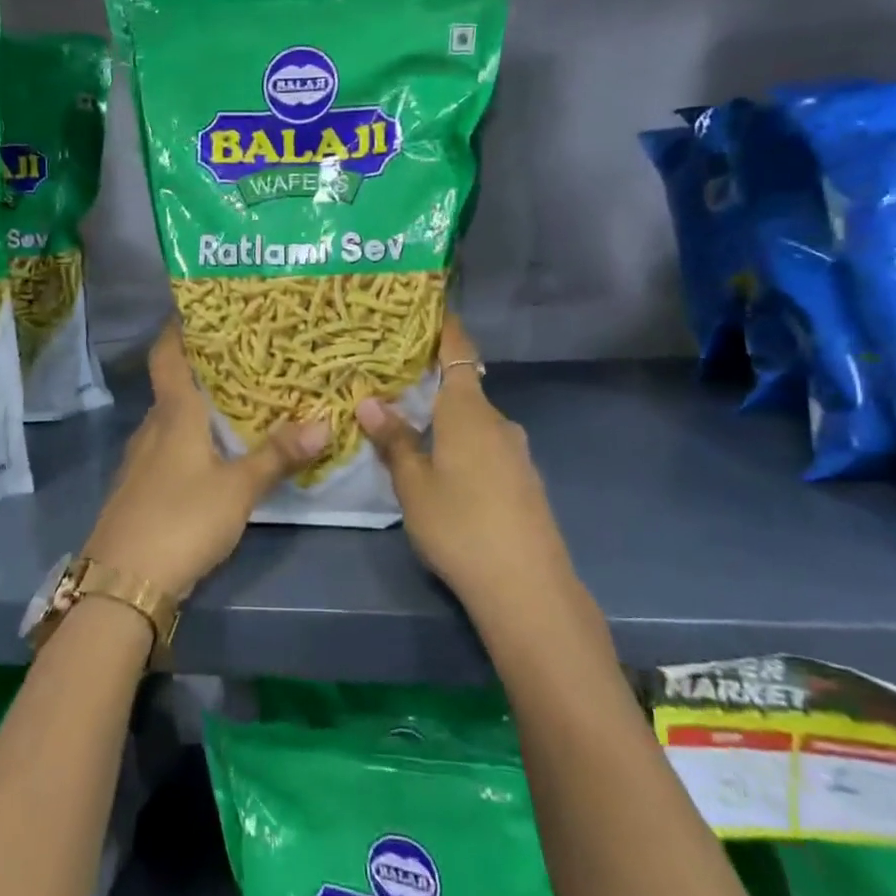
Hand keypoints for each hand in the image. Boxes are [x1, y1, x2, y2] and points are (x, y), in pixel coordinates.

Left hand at [83, 322, 326, 596]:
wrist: (122, 583)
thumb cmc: (180, 521)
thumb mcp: (238, 489)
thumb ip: (277, 456)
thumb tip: (324, 423)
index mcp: (173, 414)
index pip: (167, 354)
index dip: (179, 327)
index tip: (202, 307)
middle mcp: (152, 427)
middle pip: (174, 384)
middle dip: (205, 367)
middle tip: (246, 354)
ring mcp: (140, 460)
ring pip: (172, 418)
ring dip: (200, 405)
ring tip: (239, 399)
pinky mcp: (139, 488)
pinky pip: (169, 447)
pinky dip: (192, 438)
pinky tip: (215, 452)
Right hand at [356, 315, 573, 614]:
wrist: (527, 587)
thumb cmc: (460, 525)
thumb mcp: (413, 485)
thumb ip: (394, 441)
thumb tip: (369, 402)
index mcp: (468, 411)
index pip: (458, 352)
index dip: (446, 328)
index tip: (430, 309)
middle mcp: (498, 422)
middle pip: (464, 388)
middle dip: (433, 384)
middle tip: (395, 385)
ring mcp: (517, 453)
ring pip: (475, 422)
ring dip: (447, 420)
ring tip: (412, 430)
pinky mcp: (525, 481)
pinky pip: (488, 447)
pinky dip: (464, 445)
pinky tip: (446, 471)